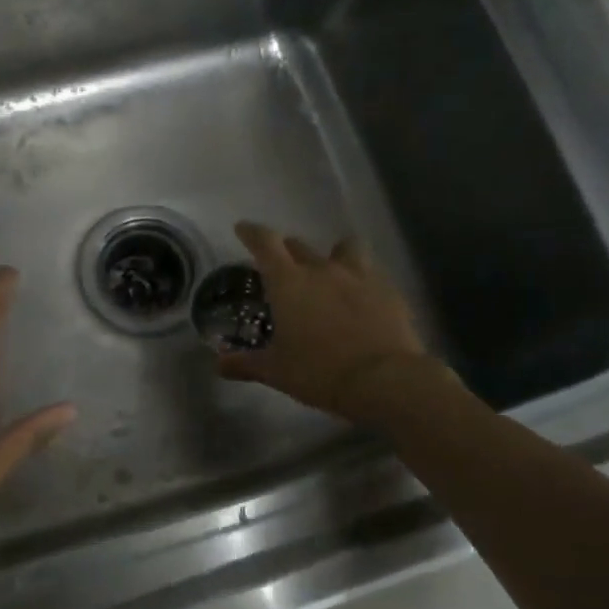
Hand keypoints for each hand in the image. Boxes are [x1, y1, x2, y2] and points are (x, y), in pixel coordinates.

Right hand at [218, 222, 439, 429]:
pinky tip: (360, 298)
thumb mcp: (275, 371)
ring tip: (331, 271)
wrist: (384, 380)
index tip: (243, 228)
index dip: (252, 233)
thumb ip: (245, 363)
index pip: (265, 243)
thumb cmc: (319, 371)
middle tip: (283, 265)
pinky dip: (361, 281)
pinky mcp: (389, 291)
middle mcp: (323, 270)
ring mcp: (360, 277)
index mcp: (289, 283)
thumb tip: (219, 364)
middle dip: (288, 250)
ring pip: (345, 248)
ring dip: (334, 255)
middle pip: (301, 246)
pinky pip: (372, 274)